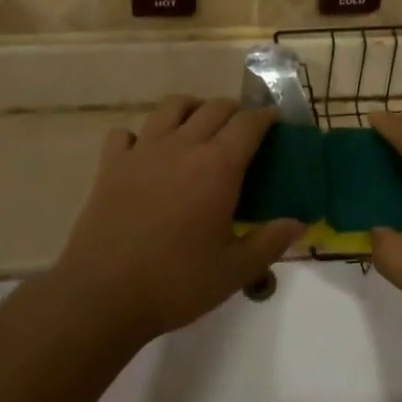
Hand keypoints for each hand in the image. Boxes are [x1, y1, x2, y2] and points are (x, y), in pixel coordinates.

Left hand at [54, 98, 305, 342]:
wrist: (103, 294)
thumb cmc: (176, 283)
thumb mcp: (234, 271)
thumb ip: (270, 242)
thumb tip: (298, 223)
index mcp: (217, 166)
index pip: (248, 124)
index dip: (265, 117)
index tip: (274, 120)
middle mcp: (182, 146)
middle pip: (213, 108)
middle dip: (234, 110)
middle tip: (242, 129)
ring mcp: (143, 150)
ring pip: (171, 107)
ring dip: (192, 108)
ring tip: (198, 126)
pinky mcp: (111, 164)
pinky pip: (126, 132)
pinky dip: (140, 135)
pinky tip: (146, 152)